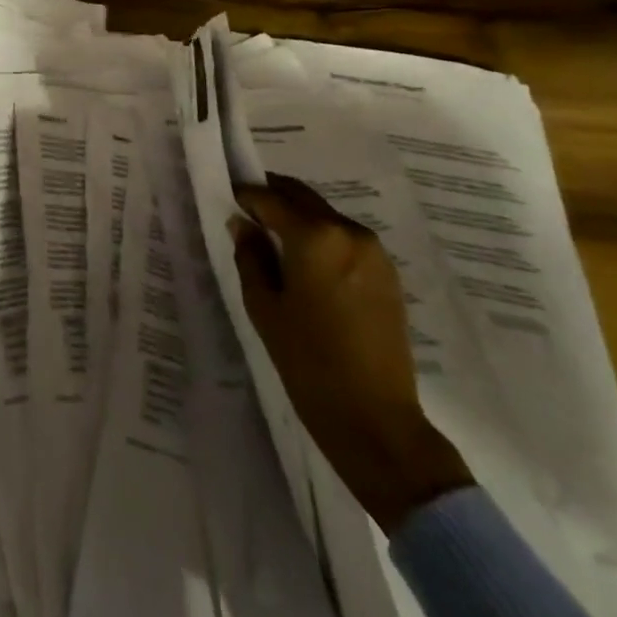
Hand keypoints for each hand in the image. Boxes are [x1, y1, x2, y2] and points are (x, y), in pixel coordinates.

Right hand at [232, 175, 472, 531]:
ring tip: (276, 241)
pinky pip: (345, 238)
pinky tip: (308, 264)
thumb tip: (243, 225)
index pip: (270, 198)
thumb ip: (250, 256)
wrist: (377, 421)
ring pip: (325, 215)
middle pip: (302, 197)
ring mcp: (374, 252)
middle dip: (273, 197)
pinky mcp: (388, 274)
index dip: (245, 196)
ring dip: (299, 217)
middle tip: (248, 212)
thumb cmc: (309, 362)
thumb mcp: (264, 307)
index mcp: (314, 236)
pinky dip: (322, 237)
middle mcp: (347, 231)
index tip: (228, 199)